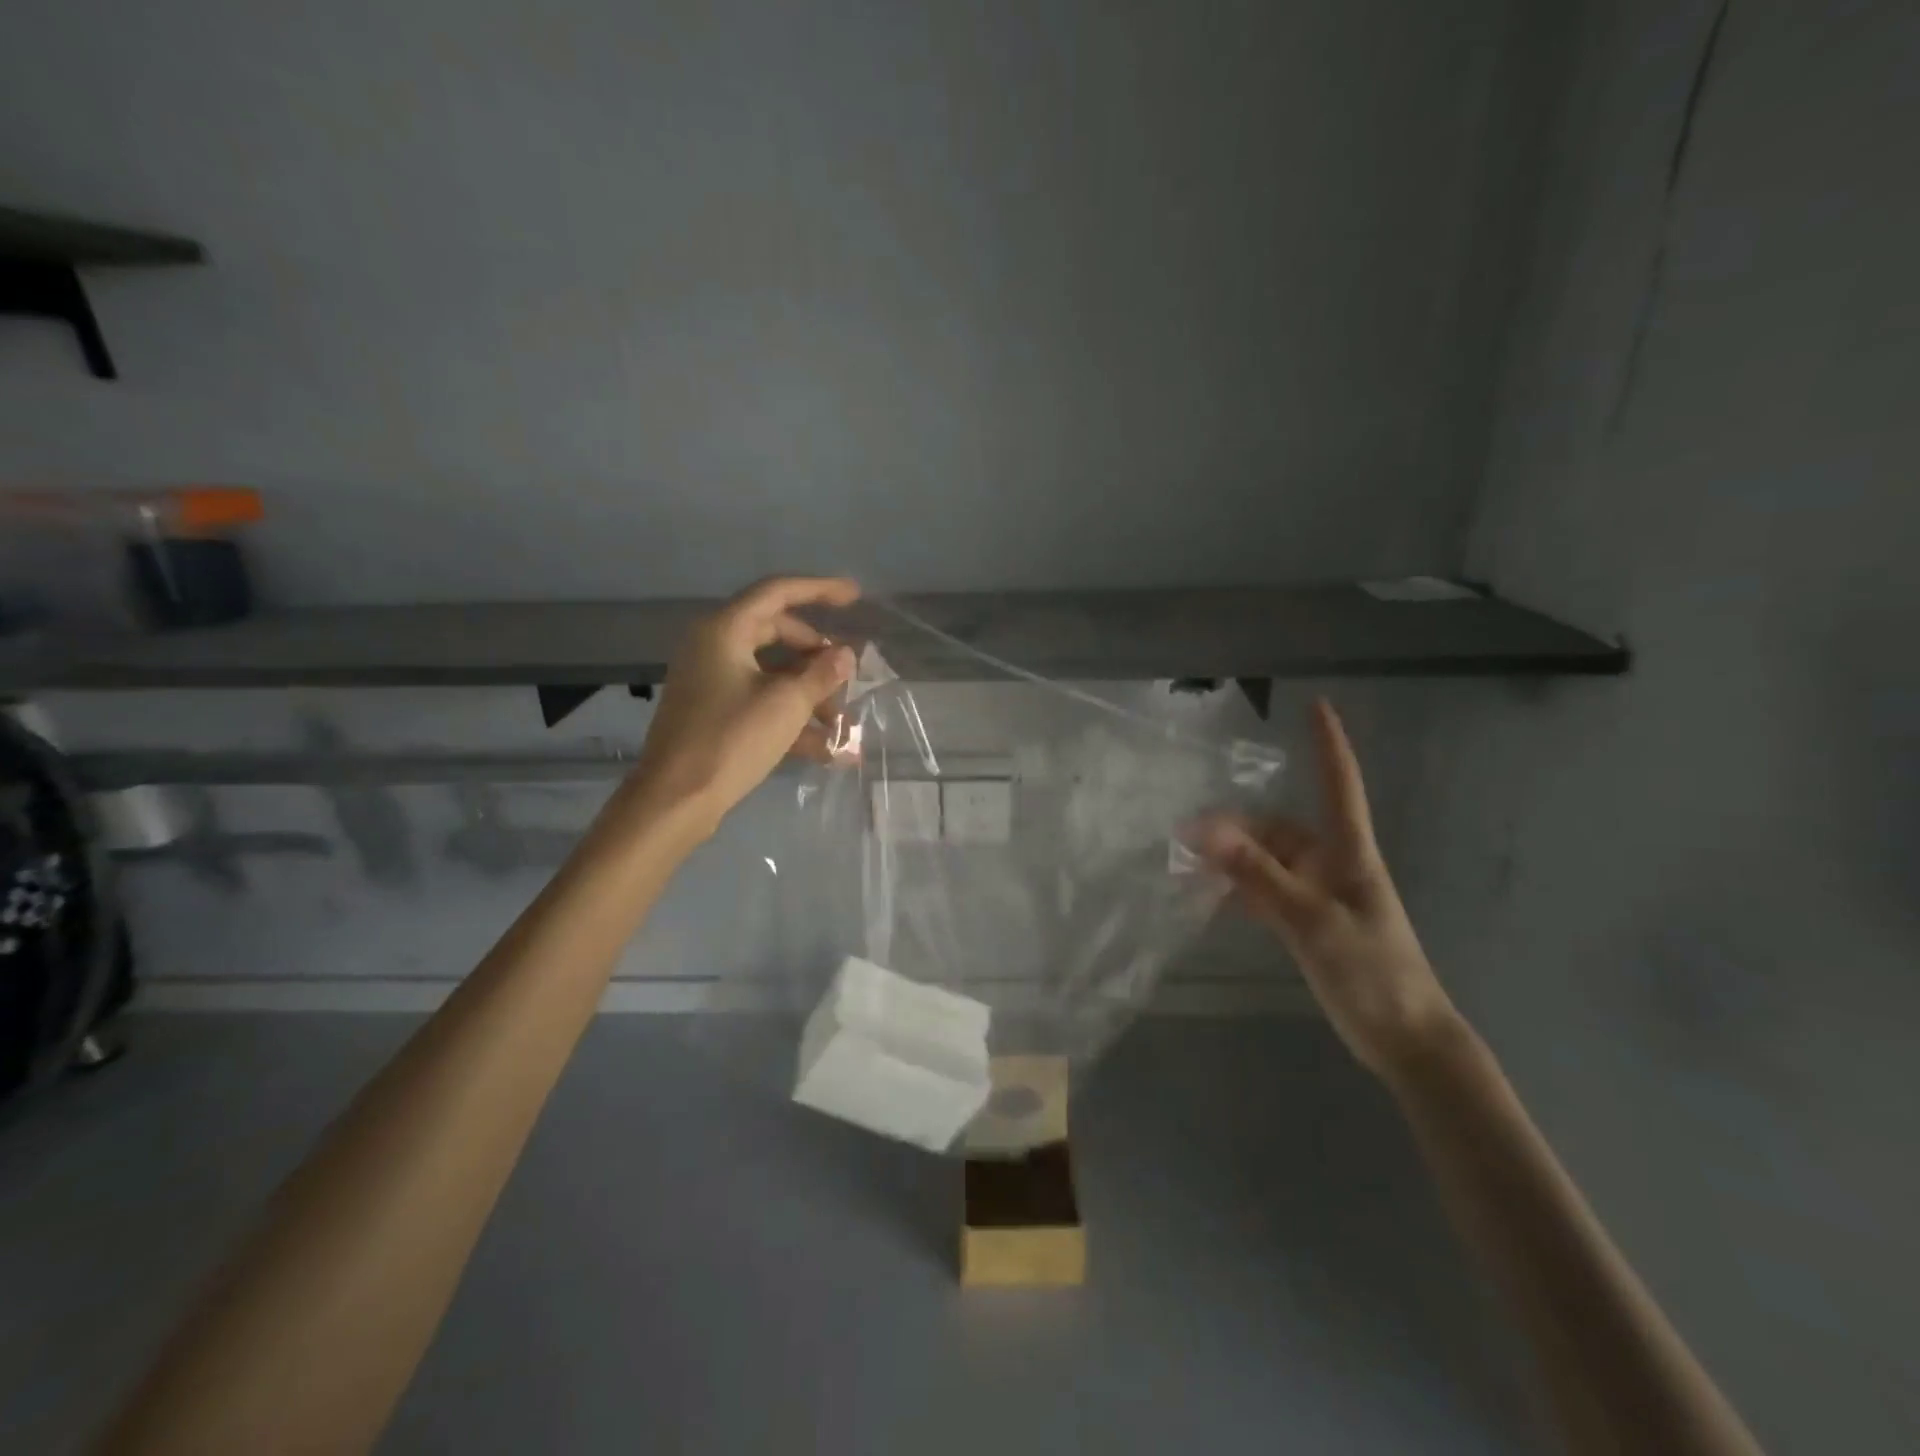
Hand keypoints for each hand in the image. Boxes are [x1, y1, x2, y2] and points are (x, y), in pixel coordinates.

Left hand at [626, 576, 858, 835]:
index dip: (819, 589)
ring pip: (771, 674)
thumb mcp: (786, 704)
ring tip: (844, 726)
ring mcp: (712, 682)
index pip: (777, 592)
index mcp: (725, 630)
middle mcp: (714, 647)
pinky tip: (826, 750)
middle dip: (817, 657)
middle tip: (847, 676)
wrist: (675, 800)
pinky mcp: (713, 714)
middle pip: (777, 634)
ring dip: (809, 695)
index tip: (855, 596)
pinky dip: (791, 719)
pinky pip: (760, 703)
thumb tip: (846, 654)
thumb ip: (821, 674)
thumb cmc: (731, 740)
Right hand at [1196, 698, 1459, 1080]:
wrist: (1403, 1038)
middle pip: (1277, 829)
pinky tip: (1208, 898)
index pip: (1339, 784)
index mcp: (1347, 852)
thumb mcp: (1310, 919)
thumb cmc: (1372, 970)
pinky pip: (1263, 892)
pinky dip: (1236, 890)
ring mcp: (1317, 894)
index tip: (1317, 704)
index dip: (1328, 744)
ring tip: (1185, 867)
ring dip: (1228, 861)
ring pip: (1264, 862)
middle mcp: (1330, 864)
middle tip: (1184, 838)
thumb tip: (1208, 832)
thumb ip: (1258, 876)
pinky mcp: (1306, 921)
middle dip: (1232, 828)